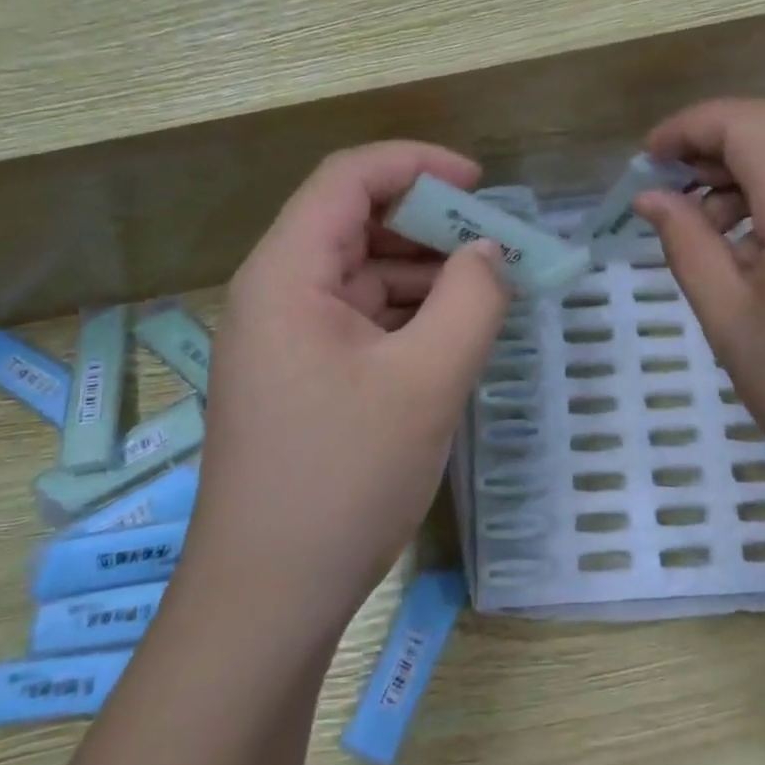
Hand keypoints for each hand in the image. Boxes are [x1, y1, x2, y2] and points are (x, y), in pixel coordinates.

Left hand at [180, 142, 507, 630]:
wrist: (268, 601)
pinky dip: (408, 311)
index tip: (480, 184)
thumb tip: (490, 252)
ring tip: (489, 286)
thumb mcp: (426, 383)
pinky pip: (360, 316)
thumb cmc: (342, 480)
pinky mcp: (301, 373)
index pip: (349, 178)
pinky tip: (453, 331)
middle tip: (496, 242)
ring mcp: (285, 336)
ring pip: (361, 271)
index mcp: (287, 274)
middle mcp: (276, 292)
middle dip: (430, 221)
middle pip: (355, 220)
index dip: (417, 163)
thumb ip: (471, 301)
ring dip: (424, 269)